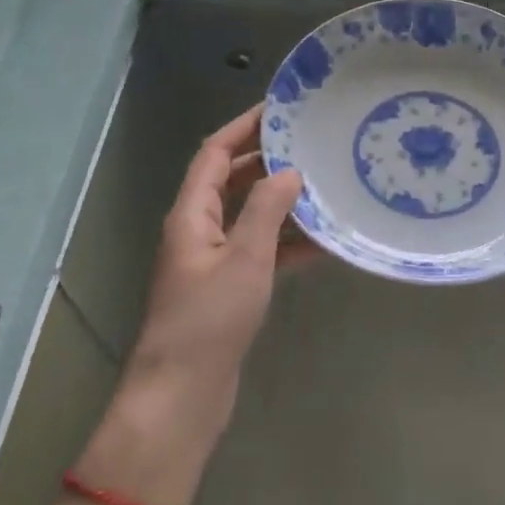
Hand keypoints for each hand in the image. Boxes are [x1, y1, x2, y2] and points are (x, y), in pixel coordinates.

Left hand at [124, 105, 310, 433]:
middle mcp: (198, 229)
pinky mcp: (228, 288)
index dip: (243, 127)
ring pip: (248, 215)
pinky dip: (286, 243)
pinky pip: (259, 250)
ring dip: (281, 201)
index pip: (214, 153)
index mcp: (191, 214)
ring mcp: (212, 259)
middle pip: (230, 179)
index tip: (279, 108)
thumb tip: (288, 171)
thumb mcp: (244, 258)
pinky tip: (323, 242)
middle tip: (310, 143)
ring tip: (323, 184)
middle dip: (266, 159)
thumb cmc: (208, 320)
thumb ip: (266, 209)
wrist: (182, 396)